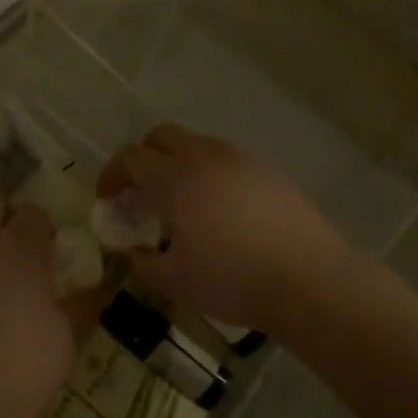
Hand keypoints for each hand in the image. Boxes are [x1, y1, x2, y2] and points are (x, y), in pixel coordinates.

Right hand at [98, 125, 350, 332]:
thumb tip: (131, 249)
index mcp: (174, 180)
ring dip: (177, 163)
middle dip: (143, 158)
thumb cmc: (233, 281)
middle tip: (141, 192)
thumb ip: (143, 261)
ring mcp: (239, 159)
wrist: (310, 280)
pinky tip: (219, 207)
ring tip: (181, 200)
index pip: (130, 159)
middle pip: (161, 136)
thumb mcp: (175, 281)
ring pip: (196, 144)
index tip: (108, 198)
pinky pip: (226, 159)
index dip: (112, 175)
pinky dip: (209, 172)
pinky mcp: (267, 169)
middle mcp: (203, 157)